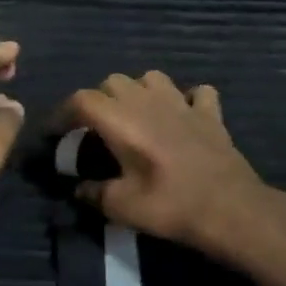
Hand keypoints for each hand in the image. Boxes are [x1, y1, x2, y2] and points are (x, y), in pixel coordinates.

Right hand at [63, 71, 278, 260]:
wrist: (231, 208)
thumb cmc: (170, 205)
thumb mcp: (121, 207)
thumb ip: (93, 193)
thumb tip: (79, 188)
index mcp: (120, 119)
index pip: (81, 100)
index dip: (62, 113)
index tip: (54, 133)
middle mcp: (148, 101)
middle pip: (113, 82)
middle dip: (98, 100)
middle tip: (95, 129)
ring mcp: (182, 103)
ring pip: (152, 77)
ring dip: (138, 91)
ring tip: (136, 115)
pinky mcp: (210, 114)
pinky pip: (197, 93)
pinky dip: (186, 99)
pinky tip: (183, 116)